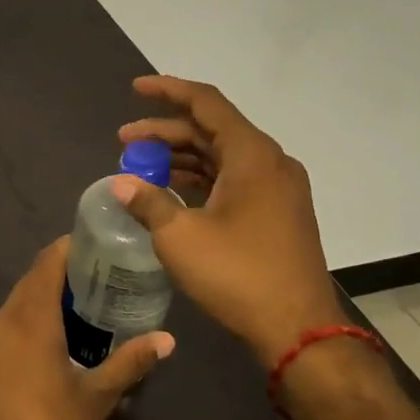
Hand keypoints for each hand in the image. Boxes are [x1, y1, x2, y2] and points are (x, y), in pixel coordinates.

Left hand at [0, 238, 173, 419]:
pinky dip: (29, 321)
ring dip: (44, 298)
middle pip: (32, 280)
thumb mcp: (97, 396)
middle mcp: (1, 319)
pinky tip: (53, 341)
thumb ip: (130, 361)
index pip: (48, 262)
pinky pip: (6, 326)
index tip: (98, 245)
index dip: (70, 248)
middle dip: (62, 274)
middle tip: (100, 277)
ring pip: (17, 304)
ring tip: (82, 307)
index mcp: (29, 317)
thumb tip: (166, 339)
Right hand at [114, 75, 344, 365]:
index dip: (168, 90)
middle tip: (124, 143)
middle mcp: (270, 163)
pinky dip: (200, 179)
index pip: (206, 103)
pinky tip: (171, 192)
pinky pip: (233, 180)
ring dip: (180, 158)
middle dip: (165, 132)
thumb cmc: (238, 275)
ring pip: (221, 157)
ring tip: (140, 168)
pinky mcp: (277, 213)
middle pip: (211, 130)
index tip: (135, 89)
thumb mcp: (180, 237)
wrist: (298, 330)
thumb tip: (121, 184)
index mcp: (252, 155)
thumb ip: (148, 202)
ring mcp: (277, 189)